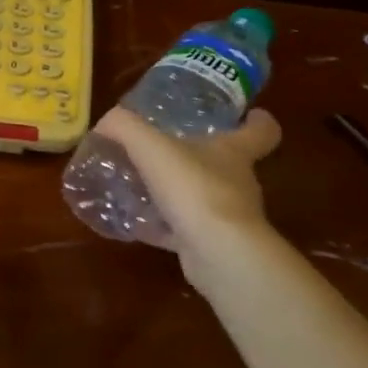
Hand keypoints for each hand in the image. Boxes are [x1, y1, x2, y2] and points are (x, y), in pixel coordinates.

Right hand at [90, 107, 281, 278]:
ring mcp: (226, 217)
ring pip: (200, 197)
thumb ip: (124, 127)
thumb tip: (106, 123)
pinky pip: (181, 229)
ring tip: (139, 186)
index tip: (249, 114)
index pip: (260, 131)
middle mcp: (236, 183)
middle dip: (198, 156)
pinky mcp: (210, 245)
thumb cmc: (194, 188)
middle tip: (163, 150)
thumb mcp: (150, 146)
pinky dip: (160, 225)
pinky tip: (133, 222)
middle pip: (225, 163)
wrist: (218, 254)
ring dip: (175, 192)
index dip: (257, 120)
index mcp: (233, 153)